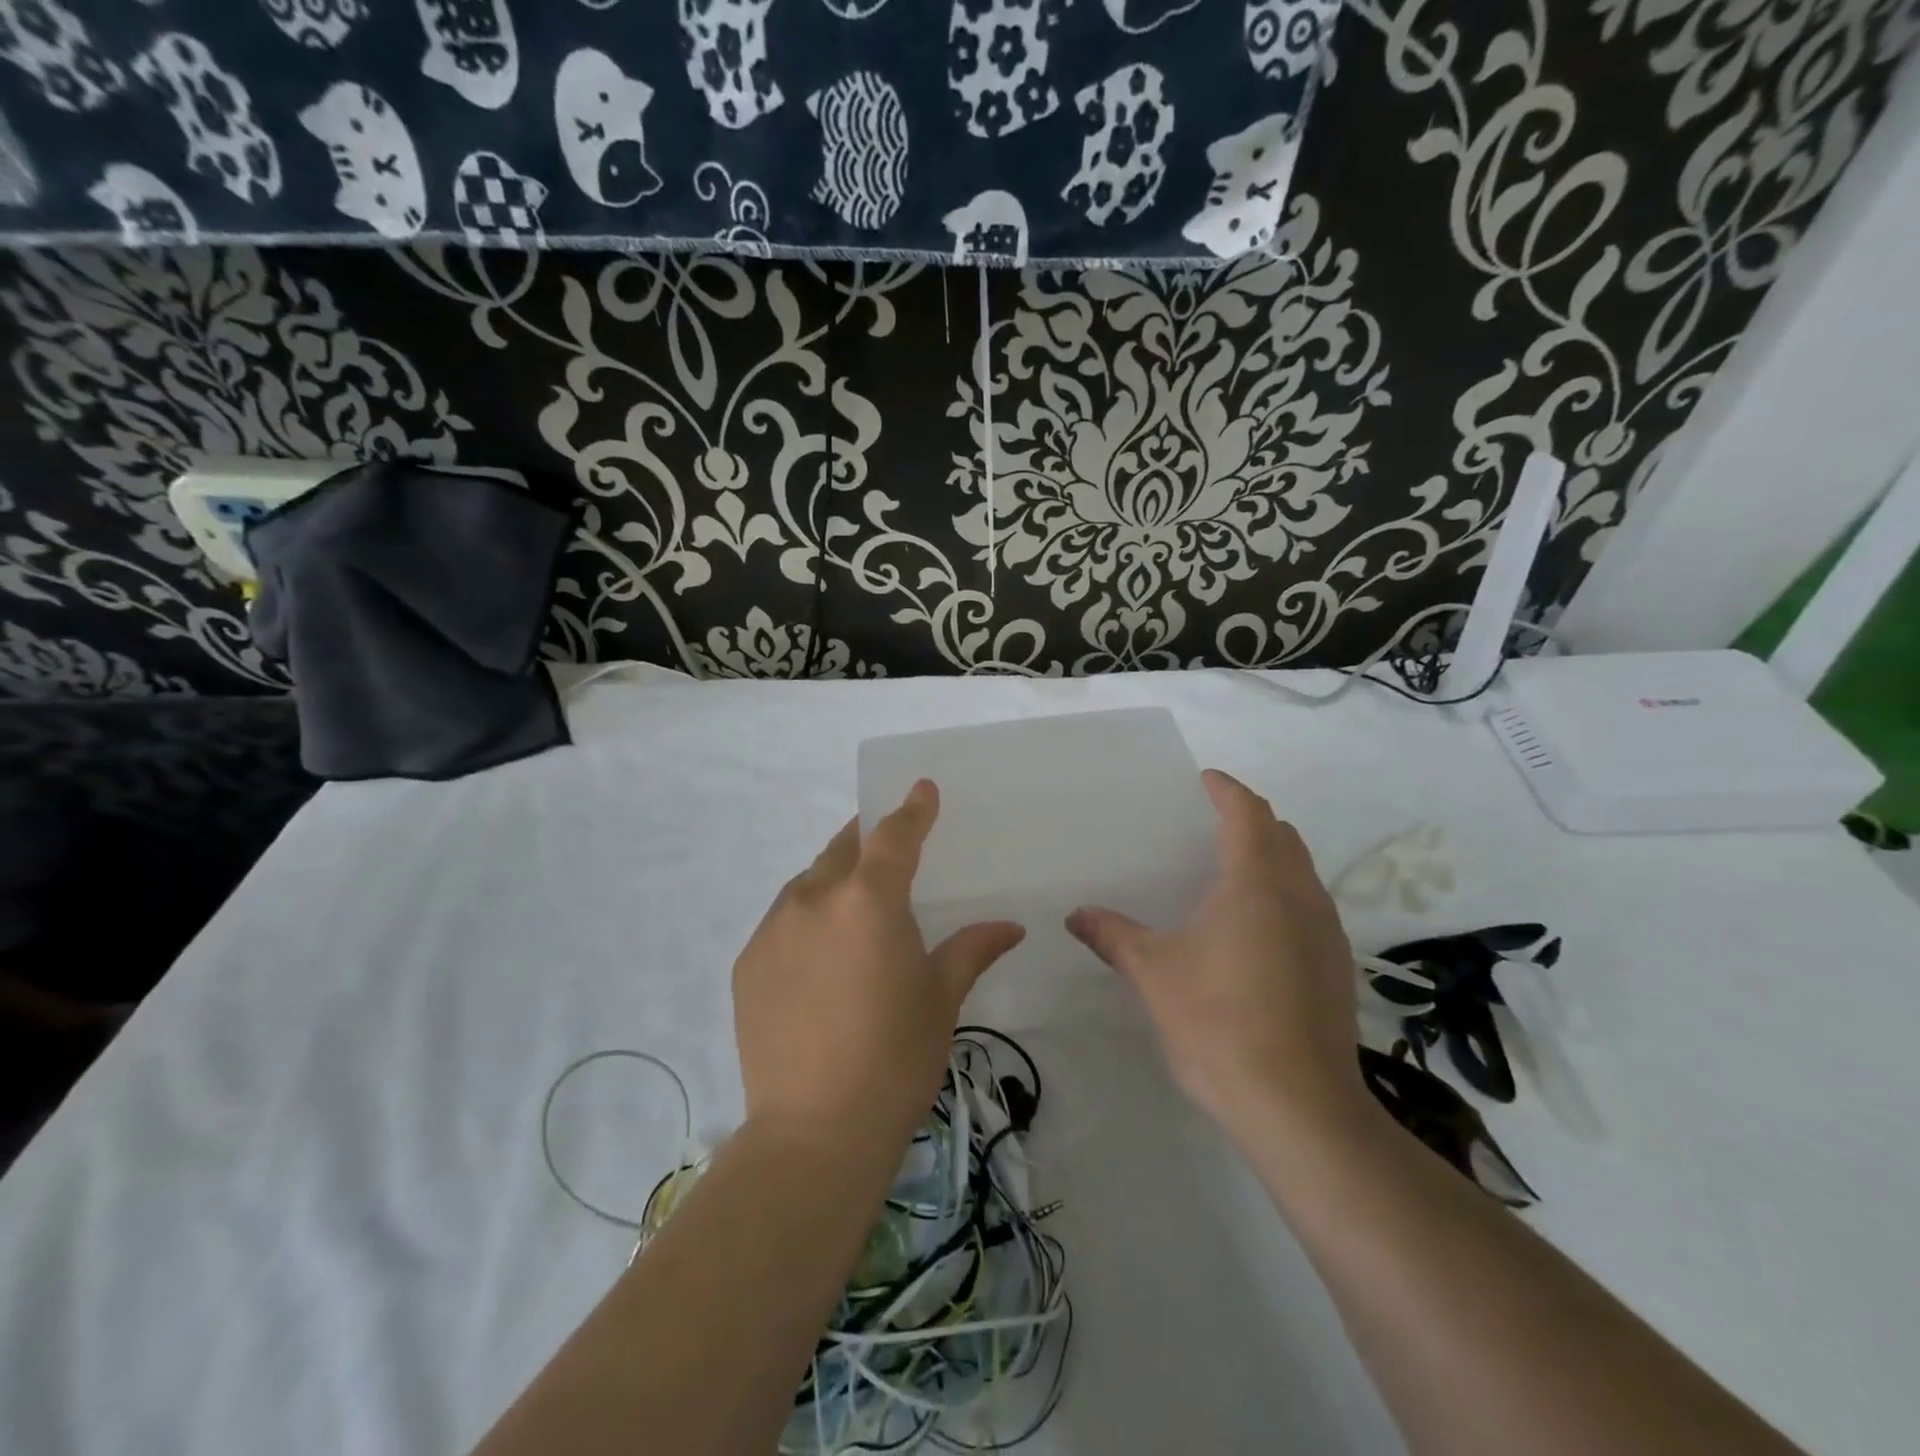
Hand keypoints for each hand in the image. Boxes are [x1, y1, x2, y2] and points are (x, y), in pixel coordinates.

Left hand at [734, 780, 1025, 1150]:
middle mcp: (814, 899)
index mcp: (869, 900)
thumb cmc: (895, 1059)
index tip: (921, 789)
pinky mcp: (748, 962)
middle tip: (888, 847)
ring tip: (854, 906)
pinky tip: (820, 954)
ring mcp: (773, 929)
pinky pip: (782, 920)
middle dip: (868, 839)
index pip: (893, 835)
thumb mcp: (940, 998)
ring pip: (808, 881)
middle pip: (844, 848)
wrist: (814, 1133)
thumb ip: (971, 949)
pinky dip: (806, 918)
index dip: (911, 809)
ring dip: (834, 879)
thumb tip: (1010, 927)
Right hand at [1067, 769, 1364, 1142]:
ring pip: (1302, 873)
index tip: (1205, 779)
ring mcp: (1327, 934)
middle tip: (1212, 823)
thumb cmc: (1218, 1021)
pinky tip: (1256, 932)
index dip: (1227, 790)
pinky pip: (1311, 909)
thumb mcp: (1154, 974)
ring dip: (1272, 858)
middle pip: (1282, 837)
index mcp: (1256, 883)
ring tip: (1231, 873)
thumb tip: (1075, 916)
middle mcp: (1300, 897)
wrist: (1299, 1107)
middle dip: (1251, 820)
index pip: (1248, 814)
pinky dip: (1284, 896)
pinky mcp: (1337, 969)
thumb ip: (1113, 936)